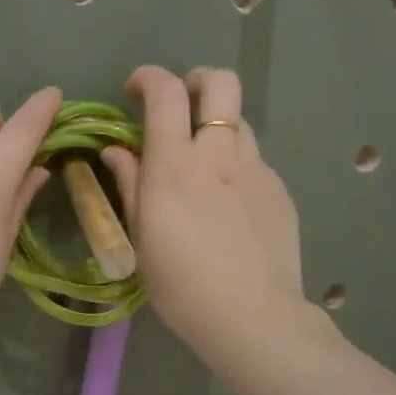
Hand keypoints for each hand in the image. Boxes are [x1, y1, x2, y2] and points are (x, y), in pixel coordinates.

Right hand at [99, 66, 307, 362]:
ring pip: (240, 122)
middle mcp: (218, 155)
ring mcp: (256, 170)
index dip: (148, 78)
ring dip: (217, 127)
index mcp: (175, 166)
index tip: (135, 90)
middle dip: (197, 80)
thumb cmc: (181, 285)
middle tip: (181, 103)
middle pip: (221, 83)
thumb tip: (116, 150)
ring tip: (203, 162)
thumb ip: (130, 184)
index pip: (165, 93)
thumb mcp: (141, 237)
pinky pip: (254, 162)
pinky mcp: (278, 190)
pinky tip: (229, 205)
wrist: (251, 316)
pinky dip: (235, 166)